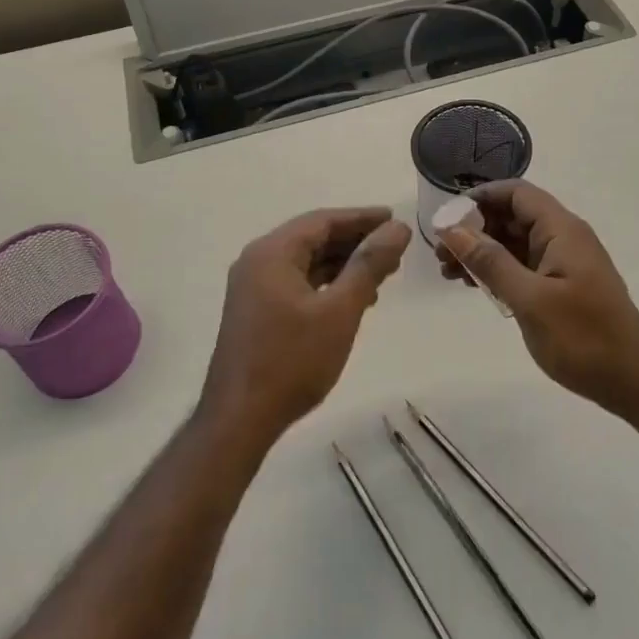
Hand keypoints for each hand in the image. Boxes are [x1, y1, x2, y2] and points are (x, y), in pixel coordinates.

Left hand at [199, 207, 411, 451]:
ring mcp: (253, 288)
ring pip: (307, 262)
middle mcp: (258, 261)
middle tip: (395, 249)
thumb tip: (398, 228)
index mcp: (272, 253)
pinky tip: (354, 299)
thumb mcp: (340, 310)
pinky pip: (297, 283)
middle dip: (356, 241)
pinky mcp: (256, 311)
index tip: (396, 220)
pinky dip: (327, 284)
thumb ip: (369, 264)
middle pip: (314, 238)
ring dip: (343, 264)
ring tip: (383, 274)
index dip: (362, 218)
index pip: (323, 221)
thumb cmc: (292, 360)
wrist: (240, 419)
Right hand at [436, 180, 638, 414]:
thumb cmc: (583, 337)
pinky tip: (473, 286)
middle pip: (512, 216)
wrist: (632, 381)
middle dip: (474, 228)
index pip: (516, 193)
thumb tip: (453, 229)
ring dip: (481, 252)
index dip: (480, 198)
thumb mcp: (530, 299)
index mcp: (561, 230)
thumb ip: (490, 262)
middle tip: (440, 253)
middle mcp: (562, 238)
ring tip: (448, 272)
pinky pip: (522, 266)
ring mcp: (562, 263)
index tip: (447, 218)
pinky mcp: (560, 286)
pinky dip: (497, 271)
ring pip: (514, 243)